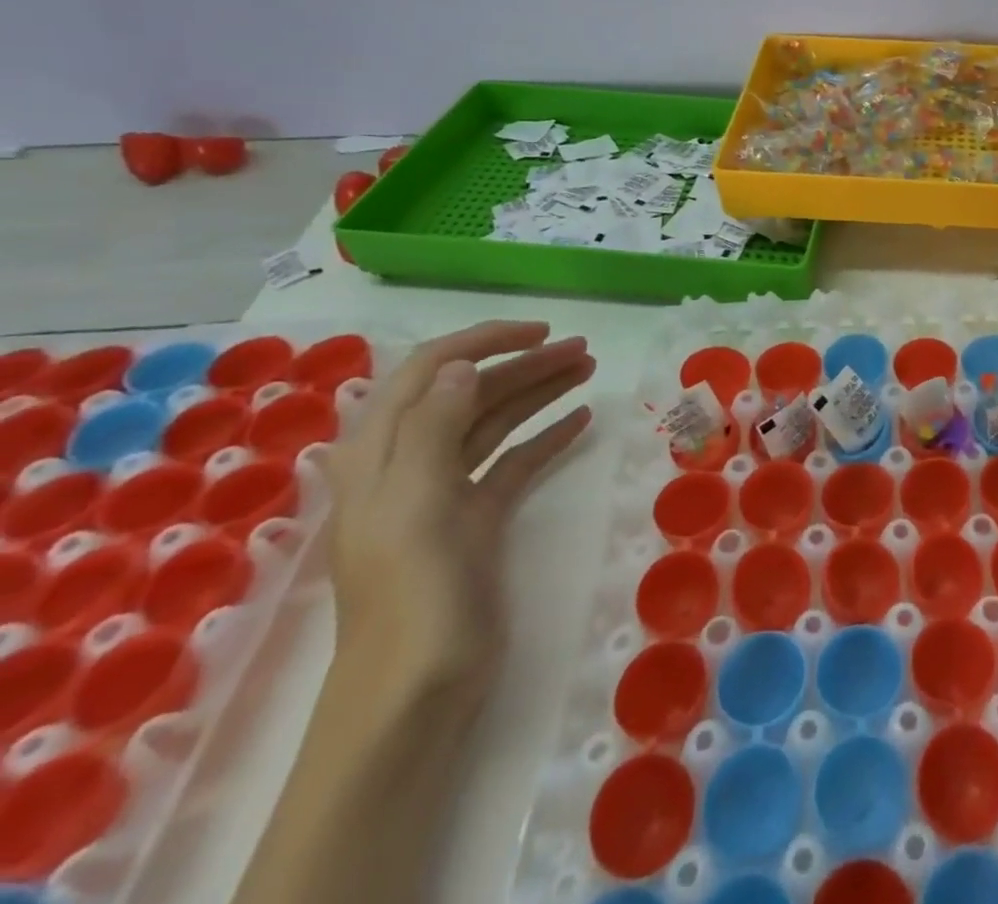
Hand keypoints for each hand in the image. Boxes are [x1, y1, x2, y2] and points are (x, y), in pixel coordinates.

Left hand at [320, 321, 594, 701]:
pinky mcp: (476, 521)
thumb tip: (463, 366)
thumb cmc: (414, 593)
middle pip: (469, 394)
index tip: (540, 332)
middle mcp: (409, 464)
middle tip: (584, 351)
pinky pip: (513, 462)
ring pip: (494, 423)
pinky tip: (581, 420)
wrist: (416, 693)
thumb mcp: (417, 504)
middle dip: (524, 365)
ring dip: (539, 392)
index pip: (428, 371)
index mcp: (381, 453)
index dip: (482, 342)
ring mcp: (444, 493)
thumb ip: (433, 427)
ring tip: (589, 369)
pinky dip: (545, 437)